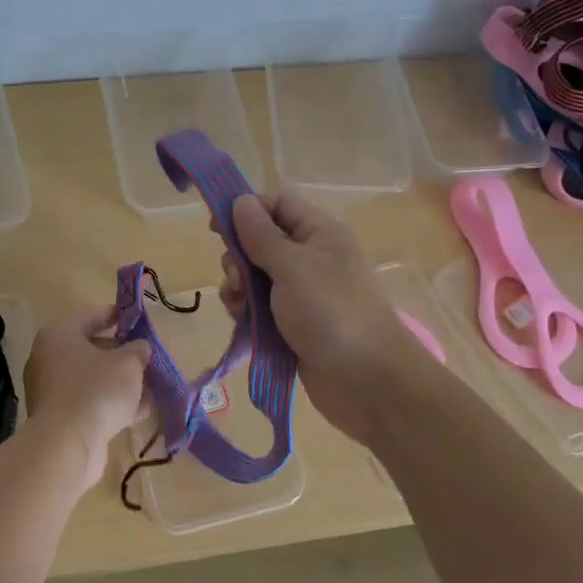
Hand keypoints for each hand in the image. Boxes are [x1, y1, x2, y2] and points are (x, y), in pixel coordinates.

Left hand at [22, 305, 150, 490]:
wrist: (66, 445)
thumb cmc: (96, 390)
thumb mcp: (128, 364)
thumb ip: (138, 350)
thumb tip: (140, 348)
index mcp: (59, 335)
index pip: (92, 316)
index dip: (118, 315)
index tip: (139, 319)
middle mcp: (48, 358)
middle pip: (92, 349)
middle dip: (122, 354)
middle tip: (147, 357)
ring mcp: (51, 390)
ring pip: (92, 379)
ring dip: (120, 382)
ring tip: (151, 386)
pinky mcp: (58, 418)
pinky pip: (90, 402)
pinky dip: (111, 404)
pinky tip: (140, 411)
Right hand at [218, 192, 414, 442]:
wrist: (367, 382)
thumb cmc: (332, 313)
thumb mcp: (293, 267)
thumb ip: (262, 235)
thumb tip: (241, 200)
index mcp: (320, 233)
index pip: (278, 204)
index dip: (246, 210)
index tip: (215, 227)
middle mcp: (312, 258)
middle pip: (261, 241)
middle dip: (239, 257)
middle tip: (237, 280)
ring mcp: (303, 293)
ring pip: (256, 277)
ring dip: (239, 288)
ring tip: (239, 307)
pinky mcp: (294, 324)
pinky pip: (261, 308)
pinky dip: (248, 312)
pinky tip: (243, 324)